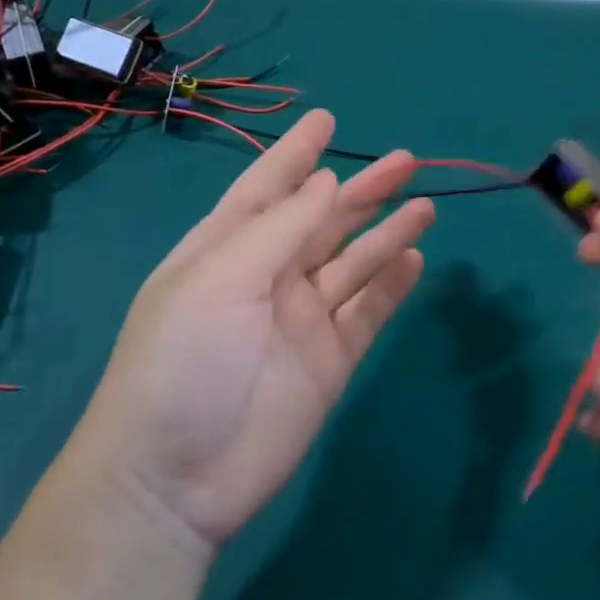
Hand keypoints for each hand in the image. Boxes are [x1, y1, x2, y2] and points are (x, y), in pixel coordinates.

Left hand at [76, 110, 434, 552]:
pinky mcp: (330, 360)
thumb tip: (326, 181)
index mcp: (227, 250)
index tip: (326, 119)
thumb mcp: (220, 280)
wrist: (175, 479)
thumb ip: (279, 229)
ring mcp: (301, 319)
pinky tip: (415, 261)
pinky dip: (391, 286)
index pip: (267, 188)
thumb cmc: (182, 362)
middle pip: (323, 221)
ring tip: (424, 204)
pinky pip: (367, 312)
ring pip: (354, 263)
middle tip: (406, 161)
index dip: (296, 154)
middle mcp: (267, 276)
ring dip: (387, 233)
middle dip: (361, 190)